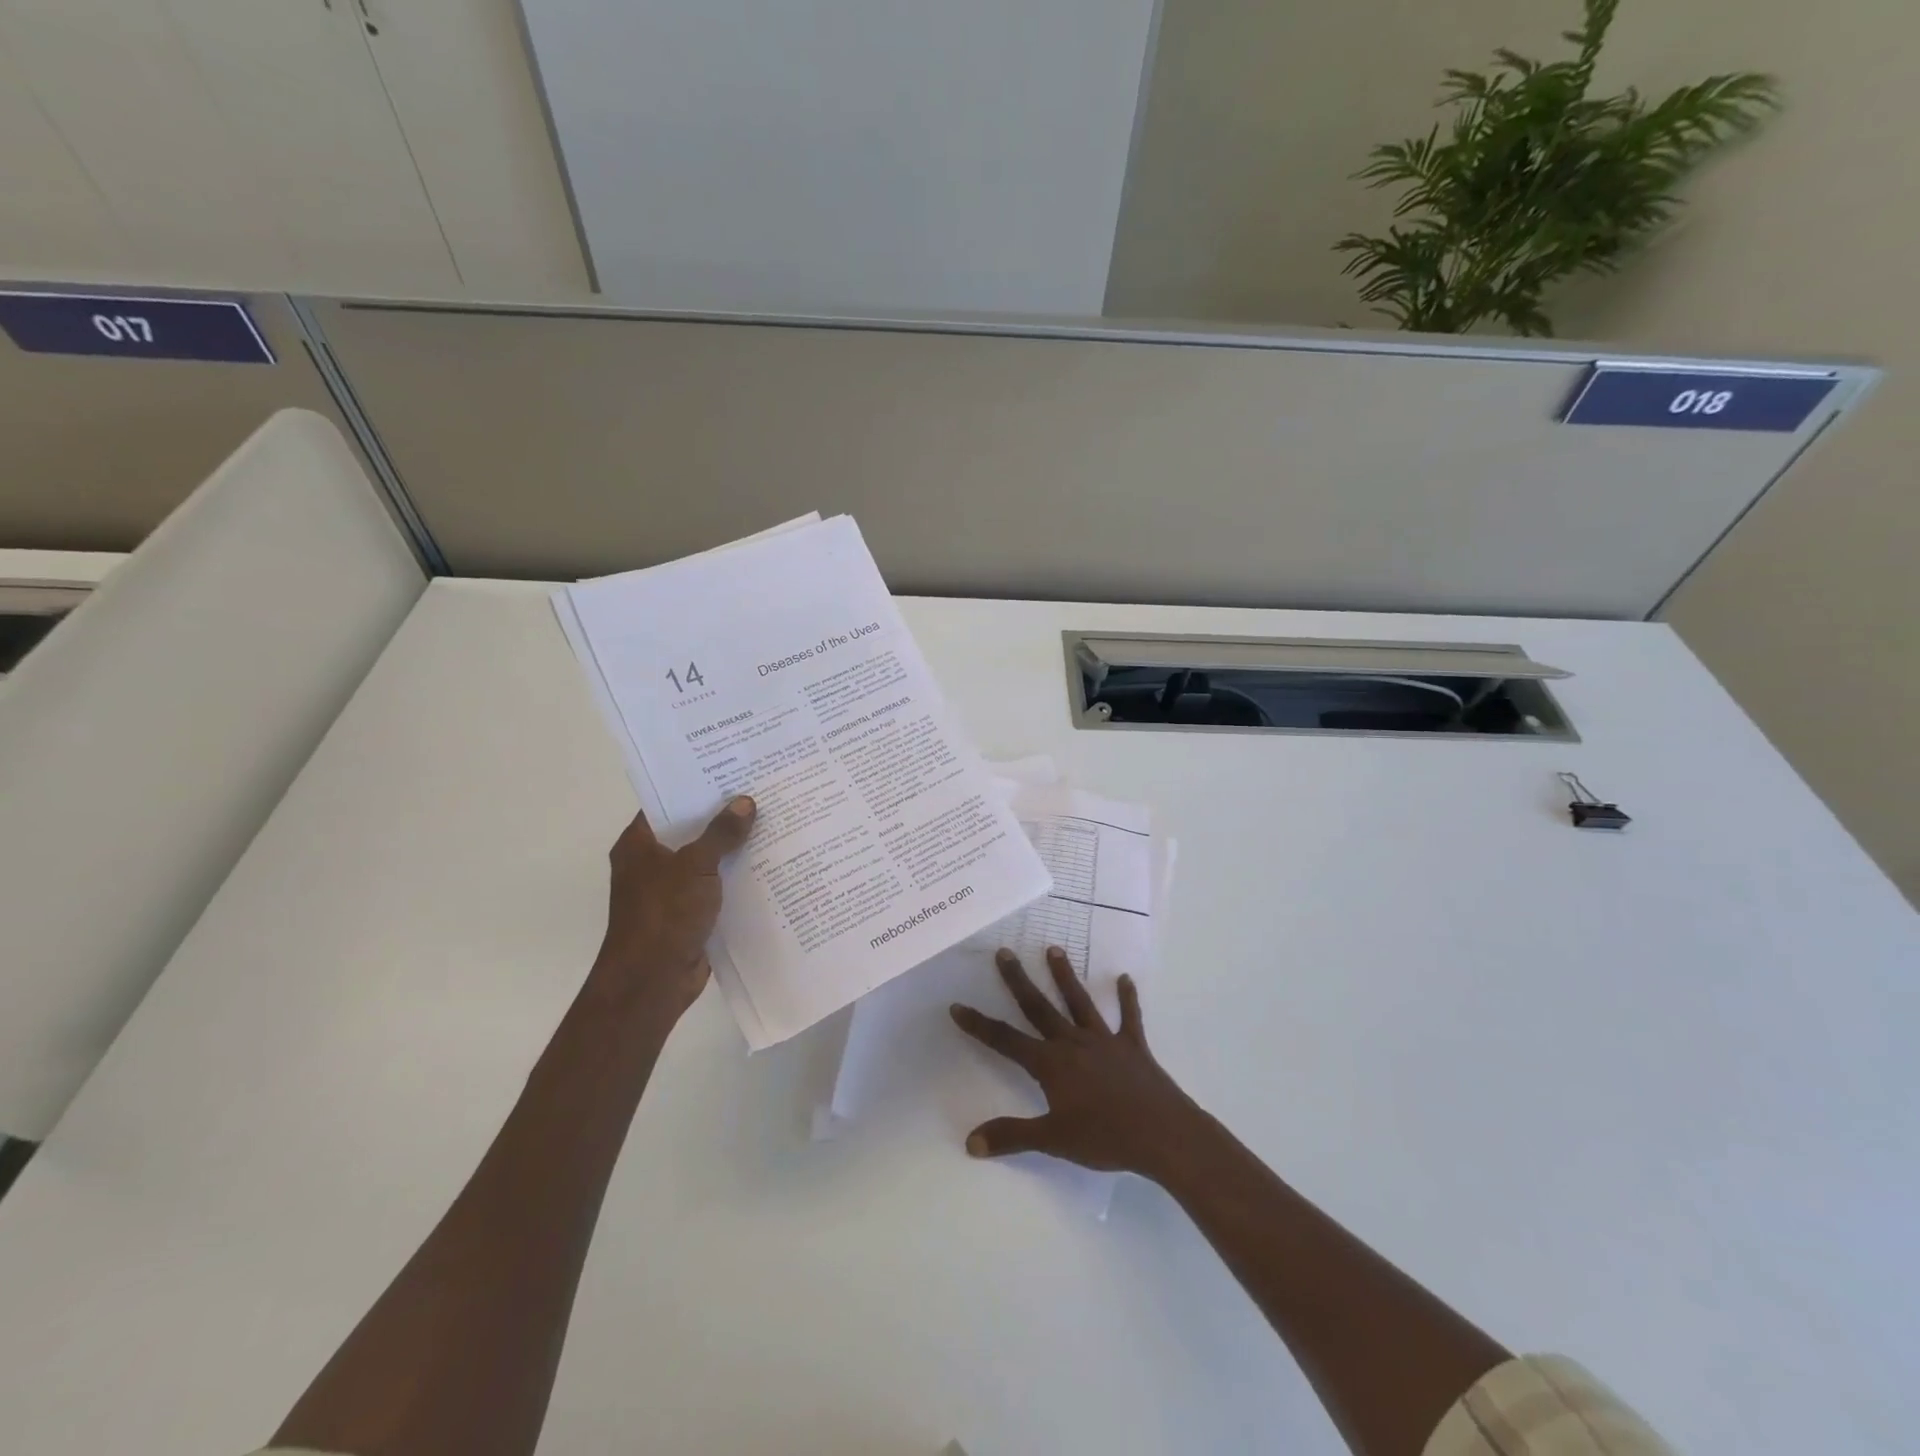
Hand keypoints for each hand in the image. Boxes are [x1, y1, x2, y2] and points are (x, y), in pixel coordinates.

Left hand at [592, 796, 755, 1016]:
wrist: (652, 981)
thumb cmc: (664, 915)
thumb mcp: (695, 866)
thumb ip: (721, 833)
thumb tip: (745, 802)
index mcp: (639, 845)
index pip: (666, 803)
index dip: (695, 786)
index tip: (729, 769)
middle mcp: (651, 863)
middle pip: (690, 830)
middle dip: (722, 816)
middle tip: (760, 791)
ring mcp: (671, 890)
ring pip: (706, 859)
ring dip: (733, 847)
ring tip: (772, 822)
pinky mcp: (689, 913)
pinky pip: (716, 885)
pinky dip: (736, 877)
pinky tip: (769, 864)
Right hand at [949, 946, 1202, 1179]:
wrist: (1162, 1135)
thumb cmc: (1104, 1138)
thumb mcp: (1053, 1140)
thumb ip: (1011, 1136)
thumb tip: (970, 1141)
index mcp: (1051, 1063)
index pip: (1006, 1040)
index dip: (980, 1025)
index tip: (957, 1006)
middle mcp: (1073, 1043)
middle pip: (1040, 1007)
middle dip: (1019, 980)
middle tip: (1004, 952)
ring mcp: (1104, 1041)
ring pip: (1079, 1002)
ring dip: (1065, 976)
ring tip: (1053, 949)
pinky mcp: (1133, 1046)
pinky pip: (1129, 1018)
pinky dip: (1127, 999)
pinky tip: (1125, 978)